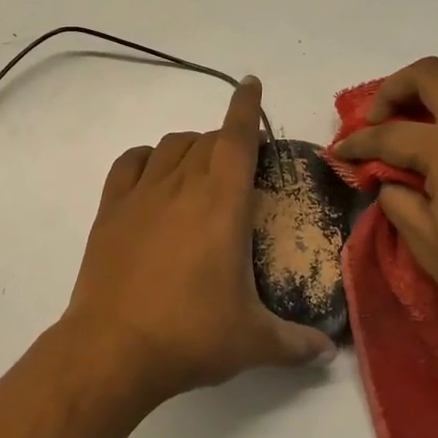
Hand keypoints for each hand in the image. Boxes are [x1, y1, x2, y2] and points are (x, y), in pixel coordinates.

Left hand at [62, 76, 336, 405]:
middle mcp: (182, 185)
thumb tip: (327, 353)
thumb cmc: (190, 334)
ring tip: (200, 167)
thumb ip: (295, 343)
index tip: (251, 84)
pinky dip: (146, 157)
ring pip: (170, 145)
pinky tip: (153, 172)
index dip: (246, 106)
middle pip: (206, 139)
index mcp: (222, 202)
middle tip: (239, 164)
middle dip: (226, 140)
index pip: (237, 137)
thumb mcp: (253, 342)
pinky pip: (130, 163)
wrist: (113, 348)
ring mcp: (141, 194)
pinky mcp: (111, 209)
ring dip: (191, 145)